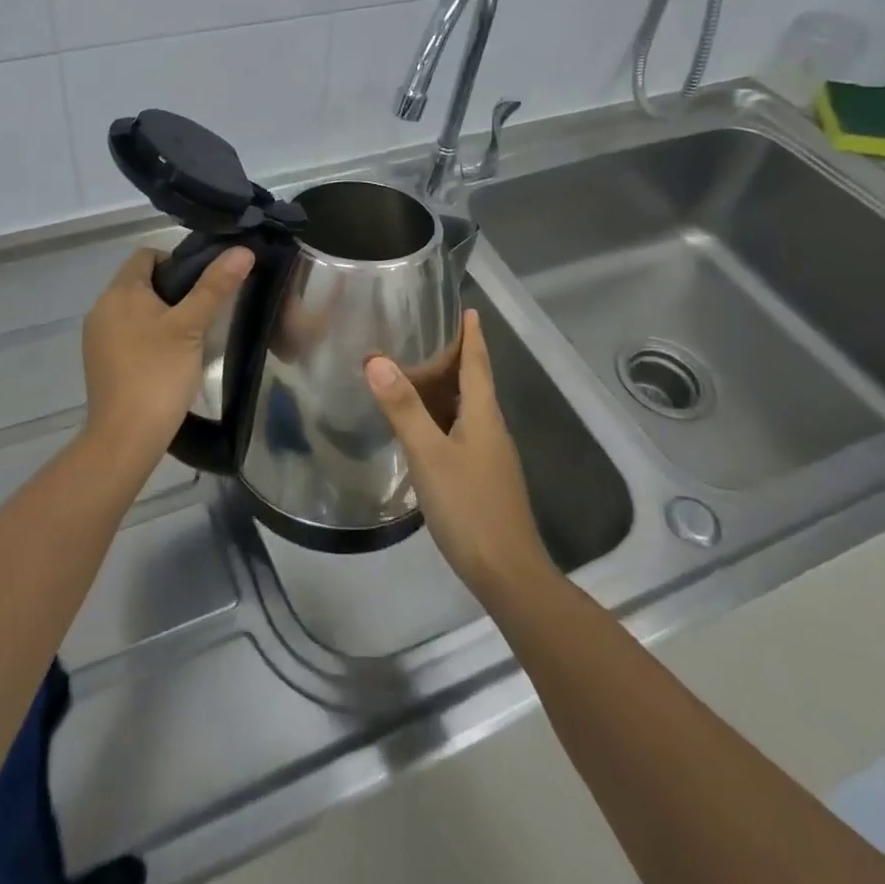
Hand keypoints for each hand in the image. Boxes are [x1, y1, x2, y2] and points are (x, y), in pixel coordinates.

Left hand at [81, 245, 253, 464]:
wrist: (125, 438)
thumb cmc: (159, 374)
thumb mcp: (193, 326)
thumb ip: (215, 286)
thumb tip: (242, 250)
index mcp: (119, 292)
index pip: (147, 255)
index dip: (177, 261)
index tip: (203, 285)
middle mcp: (102, 308)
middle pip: (141, 282)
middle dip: (173, 291)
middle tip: (204, 312)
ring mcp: (97, 338)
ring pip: (135, 311)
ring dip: (162, 316)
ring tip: (191, 337)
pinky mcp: (100, 363)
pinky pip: (127, 335)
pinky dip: (148, 338)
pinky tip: (169, 359)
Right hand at [366, 310, 555, 605]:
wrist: (509, 575)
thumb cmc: (470, 507)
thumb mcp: (429, 455)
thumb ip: (403, 409)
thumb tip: (376, 360)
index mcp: (483, 415)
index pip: (478, 363)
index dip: (472, 336)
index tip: (468, 309)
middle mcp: (491, 429)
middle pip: (473, 384)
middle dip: (454, 359)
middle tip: (423, 337)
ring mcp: (490, 457)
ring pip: (467, 410)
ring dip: (446, 390)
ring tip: (415, 377)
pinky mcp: (484, 479)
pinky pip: (462, 433)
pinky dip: (442, 419)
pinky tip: (422, 430)